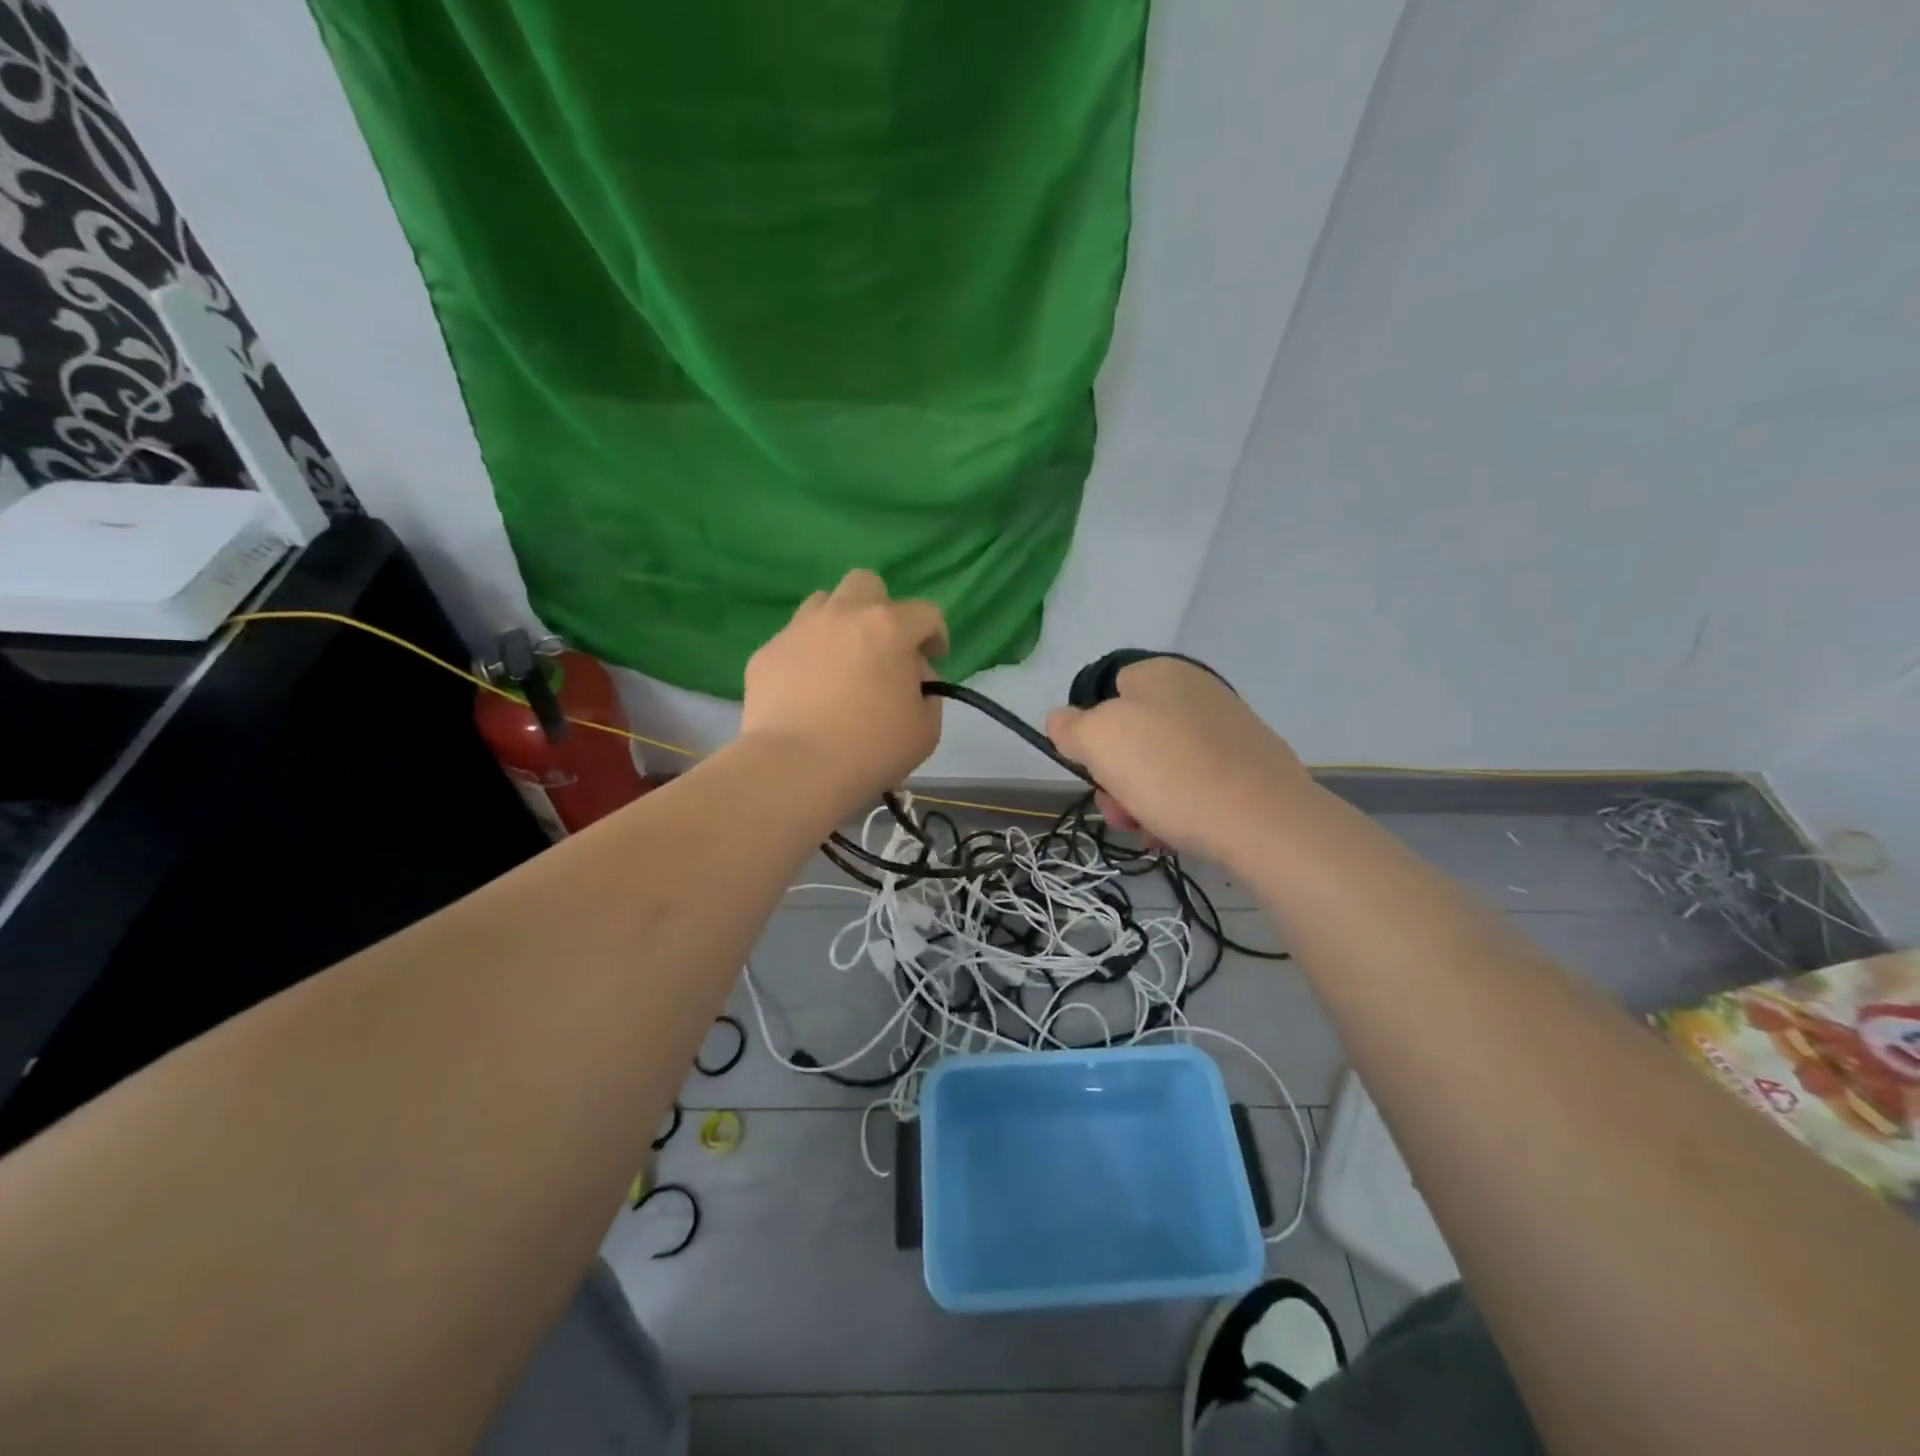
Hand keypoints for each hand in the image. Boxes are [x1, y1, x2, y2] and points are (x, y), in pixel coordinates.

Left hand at [741, 569, 946, 805]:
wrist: (795, 768)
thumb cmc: (871, 749)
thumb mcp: (925, 729)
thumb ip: (927, 693)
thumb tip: (911, 677)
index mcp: (888, 628)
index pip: (925, 613)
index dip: (936, 635)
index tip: (934, 659)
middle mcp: (842, 615)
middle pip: (866, 584)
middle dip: (881, 608)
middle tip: (883, 647)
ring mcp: (798, 630)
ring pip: (823, 603)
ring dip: (839, 624)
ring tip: (842, 663)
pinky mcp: (766, 653)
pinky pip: (793, 641)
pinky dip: (806, 656)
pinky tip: (807, 691)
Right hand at [1045, 658, 1313, 866]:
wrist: (1264, 820)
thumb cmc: (1169, 772)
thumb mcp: (1098, 741)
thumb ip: (1070, 726)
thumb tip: (1062, 720)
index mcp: (1158, 672)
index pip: (1102, 693)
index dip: (1089, 733)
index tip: (1092, 769)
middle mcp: (1194, 690)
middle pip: (1130, 735)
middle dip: (1114, 778)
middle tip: (1119, 810)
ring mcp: (1224, 727)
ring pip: (1158, 765)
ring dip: (1140, 799)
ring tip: (1148, 831)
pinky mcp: (1246, 764)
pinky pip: (1192, 782)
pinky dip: (1176, 806)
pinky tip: (1175, 834)